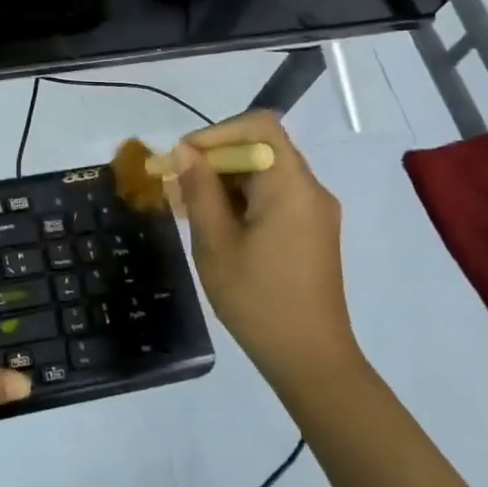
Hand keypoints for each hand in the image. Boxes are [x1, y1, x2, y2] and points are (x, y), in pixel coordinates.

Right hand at [169, 111, 360, 386]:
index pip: (259, 126)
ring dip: (223, 182)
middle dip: (213, 160)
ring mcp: (313, 212)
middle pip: (260, 149)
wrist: (310, 360)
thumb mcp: (216, 243)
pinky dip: (240, 201)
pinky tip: (211, 225)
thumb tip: (185, 151)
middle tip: (174, 186)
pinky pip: (272, 198)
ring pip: (263, 175)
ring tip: (184, 207)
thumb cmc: (258, 299)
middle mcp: (309, 190)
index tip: (184, 158)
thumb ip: (200, 190)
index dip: (217, 132)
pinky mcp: (310, 232)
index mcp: (291, 185)